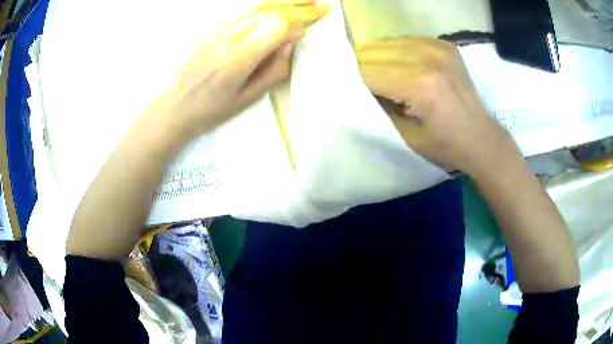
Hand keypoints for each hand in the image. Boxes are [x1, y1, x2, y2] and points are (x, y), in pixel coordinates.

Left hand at [152, 0, 328, 140]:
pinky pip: (244, 10)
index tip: (312, 28)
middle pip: (271, 11)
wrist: (174, 105)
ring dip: (285, 1)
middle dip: (300, 6)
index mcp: (239, 58)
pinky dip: (266, 5)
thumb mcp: (247, 98)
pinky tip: (277, 6)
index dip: (300, 23)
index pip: (278, 26)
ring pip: (258, 6)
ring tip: (306, 0)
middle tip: (322, 6)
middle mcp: (229, 36)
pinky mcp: (212, 27)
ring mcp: (218, 28)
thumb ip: (274, 70)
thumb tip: (291, 43)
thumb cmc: (210, 110)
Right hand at [356, 37, 513, 175]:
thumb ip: (377, 110)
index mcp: (420, 84)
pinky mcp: (443, 44)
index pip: (366, 70)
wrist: (482, 139)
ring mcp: (437, 46)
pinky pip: (404, 41)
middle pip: (372, 51)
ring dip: (375, 58)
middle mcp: (428, 57)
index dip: (349, 81)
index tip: (341, 92)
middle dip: (358, 67)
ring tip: (379, 77)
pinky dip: (394, 52)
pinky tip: (400, 67)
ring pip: (385, 42)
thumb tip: (353, 89)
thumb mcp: (405, 137)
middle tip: (359, 85)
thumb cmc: (445, 146)